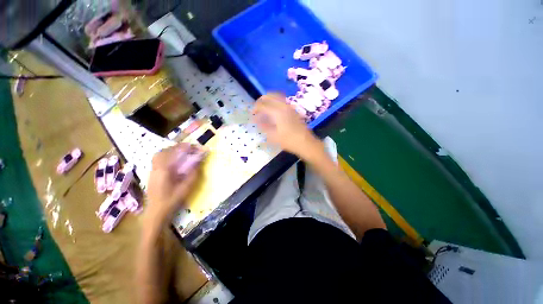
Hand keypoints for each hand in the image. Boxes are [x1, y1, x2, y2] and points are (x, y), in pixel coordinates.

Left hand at [145, 144, 199, 225]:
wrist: (156, 212)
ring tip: (182, 152)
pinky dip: (166, 155)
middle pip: (165, 150)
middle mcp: (156, 167)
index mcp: (164, 170)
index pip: (175, 153)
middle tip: (190, 148)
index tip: (195, 146)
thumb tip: (199, 161)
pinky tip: (174, 160)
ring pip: (160, 154)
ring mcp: (152, 170)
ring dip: (171, 150)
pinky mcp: (152, 173)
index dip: (185, 148)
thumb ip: (193, 173)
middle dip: (178, 147)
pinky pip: (158, 159)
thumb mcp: (186, 187)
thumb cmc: (172, 200)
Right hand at [252, 93, 322, 159]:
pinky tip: (274, 111)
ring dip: (269, 99)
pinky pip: (282, 101)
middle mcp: (283, 106)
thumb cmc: (288, 141)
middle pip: (270, 96)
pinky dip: (275, 102)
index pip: (262, 105)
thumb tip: (257, 120)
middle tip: (257, 108)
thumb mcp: (273, 136)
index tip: (252, 114)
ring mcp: (290, 107)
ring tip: (264, 108)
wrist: (305, 142)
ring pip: (277, 96)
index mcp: (277, 112)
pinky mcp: (293, 109)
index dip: (255, 108)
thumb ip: (263, 126)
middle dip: (261, 100)